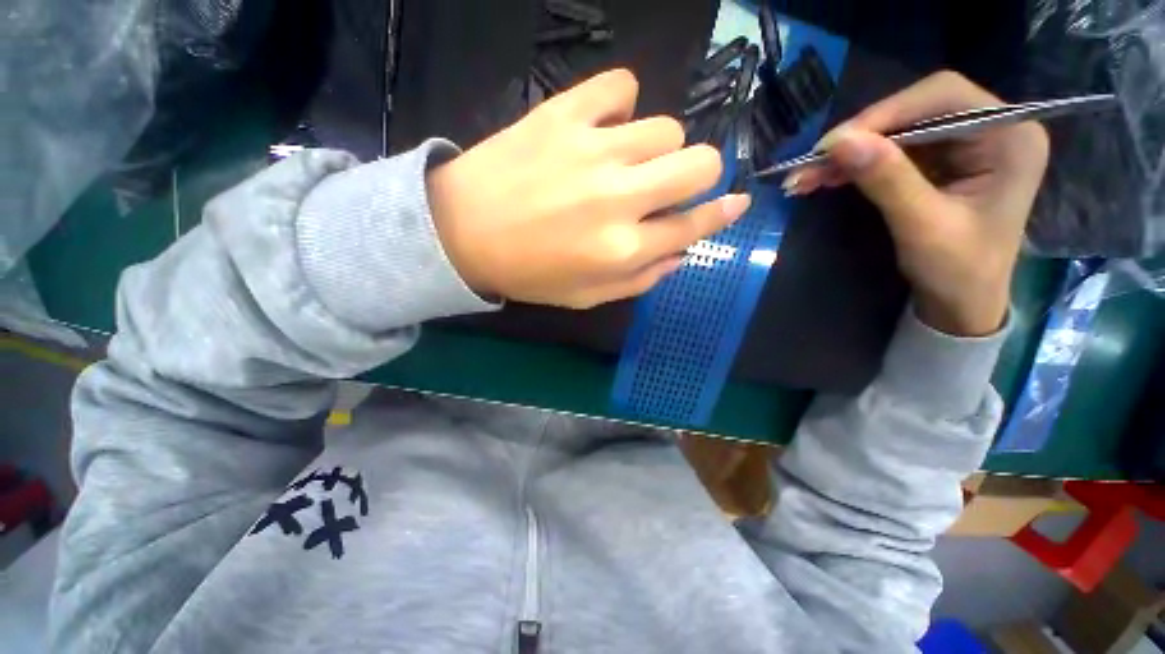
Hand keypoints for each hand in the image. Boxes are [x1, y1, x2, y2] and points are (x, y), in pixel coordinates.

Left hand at [427, 69, 750, 308]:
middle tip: (673, 184)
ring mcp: (593, 150)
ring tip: (628, 161)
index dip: (721, 214)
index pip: (693, 226)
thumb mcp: (588, 296)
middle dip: (700, 175)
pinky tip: (606, 123)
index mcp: (623, 248)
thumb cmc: (528, 273)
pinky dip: (622, 102)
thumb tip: (680, 254)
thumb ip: (641, 279)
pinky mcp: (564, 114)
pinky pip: (619, 86)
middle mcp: (619, 198)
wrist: (460, 232)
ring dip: (658, 148)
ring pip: (666, 128)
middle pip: (699, 163)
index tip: (736, 203)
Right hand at [788, 71, 1049, 335]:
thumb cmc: (958, 271)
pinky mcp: (940, 162)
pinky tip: (826, 178)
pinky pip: (891, 152)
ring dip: (849, 153)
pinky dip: (855, 165)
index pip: (943, 97)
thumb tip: (838, 142)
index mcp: (1010, 137)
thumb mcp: (922, 226)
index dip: (886, 112)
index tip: (833, 144)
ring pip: (897, 131)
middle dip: (861, 136)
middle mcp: (991, 129)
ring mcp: (964, 145)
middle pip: (916, 110)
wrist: (961, 303)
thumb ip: (887, 179)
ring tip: (807, 176)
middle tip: (813, 162)